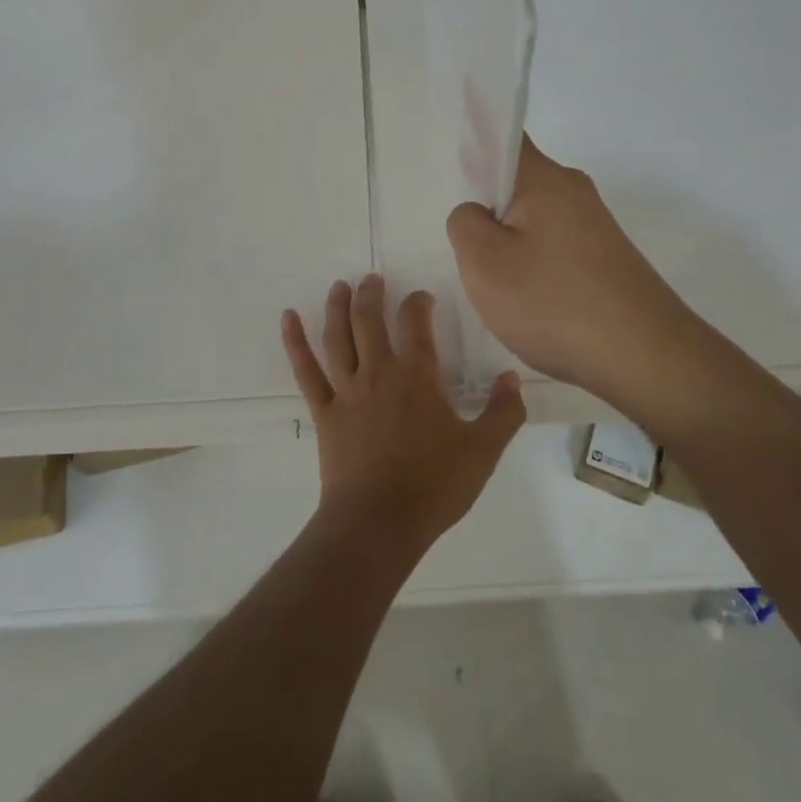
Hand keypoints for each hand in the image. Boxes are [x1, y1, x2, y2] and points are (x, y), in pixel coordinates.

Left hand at [282, 275, 524, 563]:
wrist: (378, 523)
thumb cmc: (433, 486)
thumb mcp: (482, 452)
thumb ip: (503, 413)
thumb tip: (512, 378)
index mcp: (417, 376)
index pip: (416, 322)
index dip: (419, 303)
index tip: (423, 298)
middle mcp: (378, 372)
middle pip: (369, 319)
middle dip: (372, 294)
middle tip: (373, 279)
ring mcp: (346, 390)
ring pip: (337, 337)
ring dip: (337, 307)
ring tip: (339, 286)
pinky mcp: (324, 412)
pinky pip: (306, 371)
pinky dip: (295, 342)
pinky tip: (288, 318)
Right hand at [446, 135, 695, 404]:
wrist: (646, 359)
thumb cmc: (553, 302)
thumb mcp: (484, 262)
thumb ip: (465, 223)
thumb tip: (478, 213)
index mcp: (546, 179)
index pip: (505, 138)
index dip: (476, 147)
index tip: (459, 180)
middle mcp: (575, 192)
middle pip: (516, 185)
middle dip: (488, 214)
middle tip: (473, 255)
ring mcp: (595, 228)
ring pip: (533, 223)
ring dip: (510, 249)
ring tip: (503, 291)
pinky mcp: (606, 260)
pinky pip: (555, 251)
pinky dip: (536, 271)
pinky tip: (533, 307)